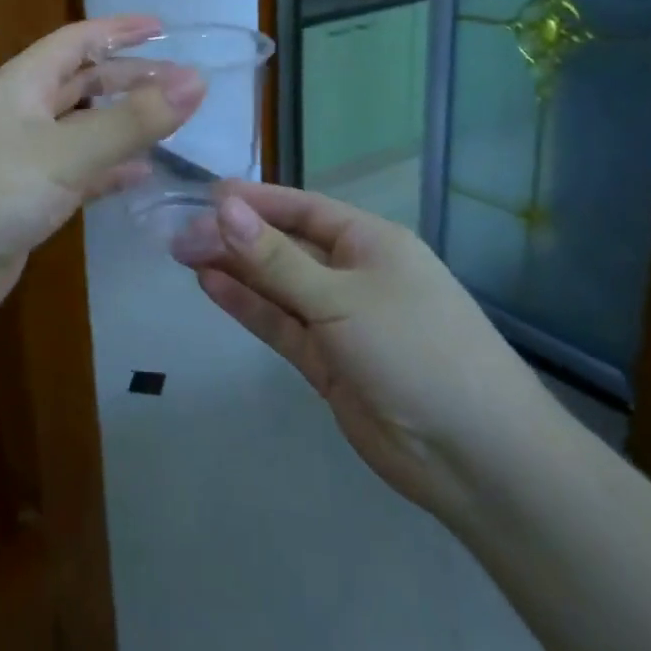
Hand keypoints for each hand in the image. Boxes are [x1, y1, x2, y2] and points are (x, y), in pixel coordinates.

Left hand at [0, 16, 205, 333]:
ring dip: (123, 125)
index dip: (119, 29)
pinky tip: (141, 175)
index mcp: (22, 84)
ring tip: (171, 125)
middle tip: (182, 84)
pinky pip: (77, 175)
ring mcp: (22, 160)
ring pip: (83, 130)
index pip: (77, 41)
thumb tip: (197, 81)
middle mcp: (21, 114)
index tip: (164, 26)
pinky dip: (108, 171)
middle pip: (82, 83)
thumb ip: (133, 120)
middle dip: (129, 79)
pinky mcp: (26, 202)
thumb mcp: (67, 151)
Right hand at [175, 182, 553, 519]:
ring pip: (277, 286)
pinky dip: (248, 306)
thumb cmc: (414, 349)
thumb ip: (276, 259)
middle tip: (178, 234)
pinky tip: (211, 285)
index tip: (205, 195)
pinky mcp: (326, 361)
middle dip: (235, 238)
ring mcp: (339, 320)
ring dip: (235, 269)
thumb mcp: (340, 298)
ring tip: (183, 254)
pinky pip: (280, 324)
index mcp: (370, 243)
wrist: (473, 455)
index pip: (302, 209)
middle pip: (284, 247)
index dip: (255, 201)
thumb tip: (222, 208)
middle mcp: (353, 274)